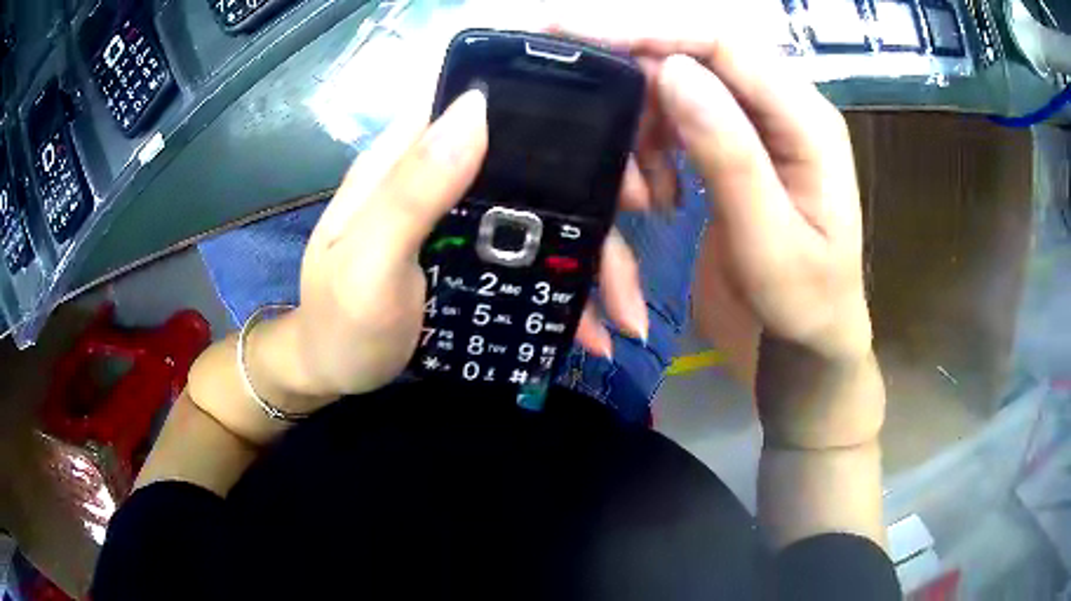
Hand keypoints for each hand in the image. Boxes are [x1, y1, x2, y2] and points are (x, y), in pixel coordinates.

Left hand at [273, 88, 648, 399]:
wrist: (335, 375)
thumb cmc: (341, 324)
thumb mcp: (368, 262)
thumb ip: (412, 189)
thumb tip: (476, 106)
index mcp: (409, 159)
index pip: (480, 102)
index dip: (545, 106)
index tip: (606, 137)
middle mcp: (443, 178)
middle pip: (534, 166)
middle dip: (594, 194)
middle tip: (644, 218)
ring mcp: (466, 222)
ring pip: (546, 219)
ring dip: (594, 261)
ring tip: (626, 315)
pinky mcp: (479, 261)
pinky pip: (537, 263)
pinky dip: (571, 295)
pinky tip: (594, 332)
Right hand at [556, 10, 871, 364]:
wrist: (808, 341)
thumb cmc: (803, 303)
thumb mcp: (770, 243)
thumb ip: (729, 155)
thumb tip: (675, 72)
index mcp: (809, 122)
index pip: (728, 46)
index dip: (656, 33)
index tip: (583, 38)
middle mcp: (785, 109)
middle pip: (699, 59)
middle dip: (644, 89)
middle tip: (602, 132)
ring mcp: (760, 126)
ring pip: (681, 90)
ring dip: (647, 130)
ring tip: (645, 193)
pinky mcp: (736, 147)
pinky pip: (679, 121)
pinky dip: (654, 148)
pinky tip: (660, 193)